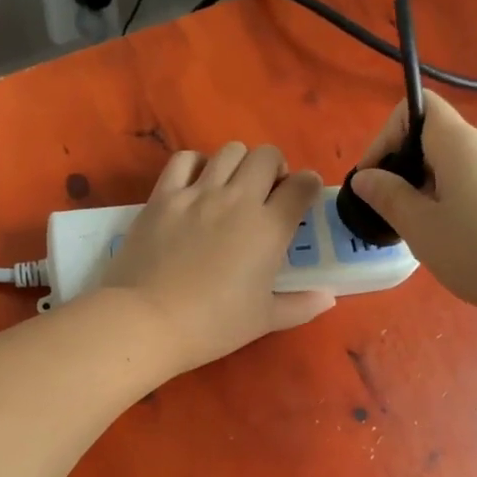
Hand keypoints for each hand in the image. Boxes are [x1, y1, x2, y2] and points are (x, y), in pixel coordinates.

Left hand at [102, 143, 334, 374]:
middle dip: (274, 168)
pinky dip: (196, 164)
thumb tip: (328, 297)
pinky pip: (184, 160)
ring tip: (231, 187)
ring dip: (239, 163)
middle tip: (266, 193)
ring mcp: (197, 194)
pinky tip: (195, 185)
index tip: (301, 199)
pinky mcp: (162, 196)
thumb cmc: (212, 325)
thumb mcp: (263, 321)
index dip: (307, 187)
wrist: (148, 320)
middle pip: (267, 156)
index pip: (302, 186)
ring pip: (229, 151)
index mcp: (269, 228)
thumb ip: (300, 306)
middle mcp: (237, 200)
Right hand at [349, 91, 476, 321]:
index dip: (386, 136)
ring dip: (434, 193)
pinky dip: (464, 205)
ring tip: (430, 238)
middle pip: (439, 141)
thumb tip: (365, 176)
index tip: (374, 181)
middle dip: (407, 172)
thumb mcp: (423, 230)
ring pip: (462, 168)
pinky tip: (468, 245)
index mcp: (461, 144)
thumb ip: (389, 198)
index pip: (418, 107)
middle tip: (396, 218)